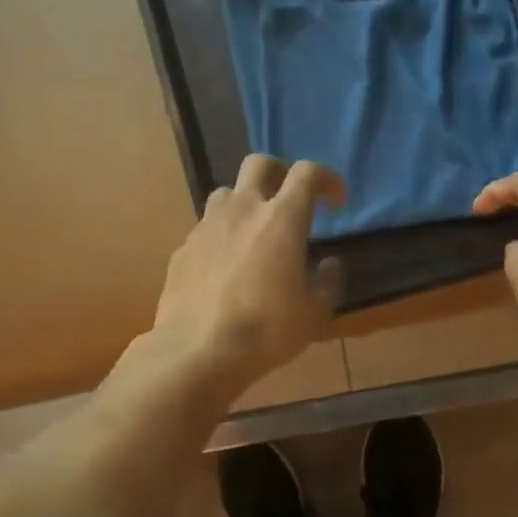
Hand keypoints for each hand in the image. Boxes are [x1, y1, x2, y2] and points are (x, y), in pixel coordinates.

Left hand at [149, 155, 345, 399]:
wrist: (196, 352)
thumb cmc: (265, 332)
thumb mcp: (313, 314)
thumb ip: (327, 283)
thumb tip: (329, 265)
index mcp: (282, 219)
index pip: (307, 173)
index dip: (326, 179)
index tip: (335, 201)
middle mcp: (242, 210)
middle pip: (259, 164)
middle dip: (279, 172)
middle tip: (290, 199)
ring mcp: (206, 227)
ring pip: (226, 193)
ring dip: (244, 203)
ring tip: (253, 233)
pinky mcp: (182, 249)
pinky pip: (205, 229)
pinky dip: (221, 237)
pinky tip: (225, 267)